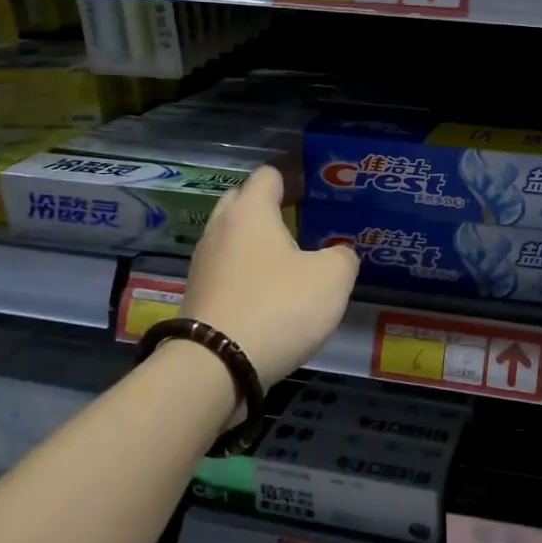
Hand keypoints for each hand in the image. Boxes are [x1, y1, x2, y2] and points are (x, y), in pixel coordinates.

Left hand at [180, 165, 357, 387]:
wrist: (215, 368)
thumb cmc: (278, 307)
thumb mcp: (333, 278)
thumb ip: (343, 255)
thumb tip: (337, 254)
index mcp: (251, 212)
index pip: (269, 174)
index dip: (294, 176)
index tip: (316, 186)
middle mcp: (220, 229)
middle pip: (243, 201)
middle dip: (269, 204)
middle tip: (302, 218)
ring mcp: (203, 264)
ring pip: (231, 237)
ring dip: (256, 241)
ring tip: (289, 256)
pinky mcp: (198, 296)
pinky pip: (226, 269)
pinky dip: (246, 271)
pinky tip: (270, 290)